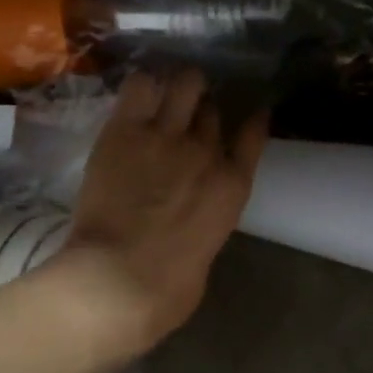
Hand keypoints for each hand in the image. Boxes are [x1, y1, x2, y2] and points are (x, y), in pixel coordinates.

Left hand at [61, 71, 267, 353]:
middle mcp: (206, 151)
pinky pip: (140, 86)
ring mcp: (166, 136)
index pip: (252, 134)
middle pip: (211, 110)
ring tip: (164, 94)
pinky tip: (137, 96)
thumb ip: (205, 222)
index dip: (250, 119)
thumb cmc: (168, 288)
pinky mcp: (125, 131)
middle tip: (186, 114)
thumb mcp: (205, 254)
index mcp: (233, 186)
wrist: (120, 279)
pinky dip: (143, 86)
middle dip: (202, 108)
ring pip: (183, 84)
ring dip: (177, 87)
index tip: (249, 113)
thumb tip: (192, 217)